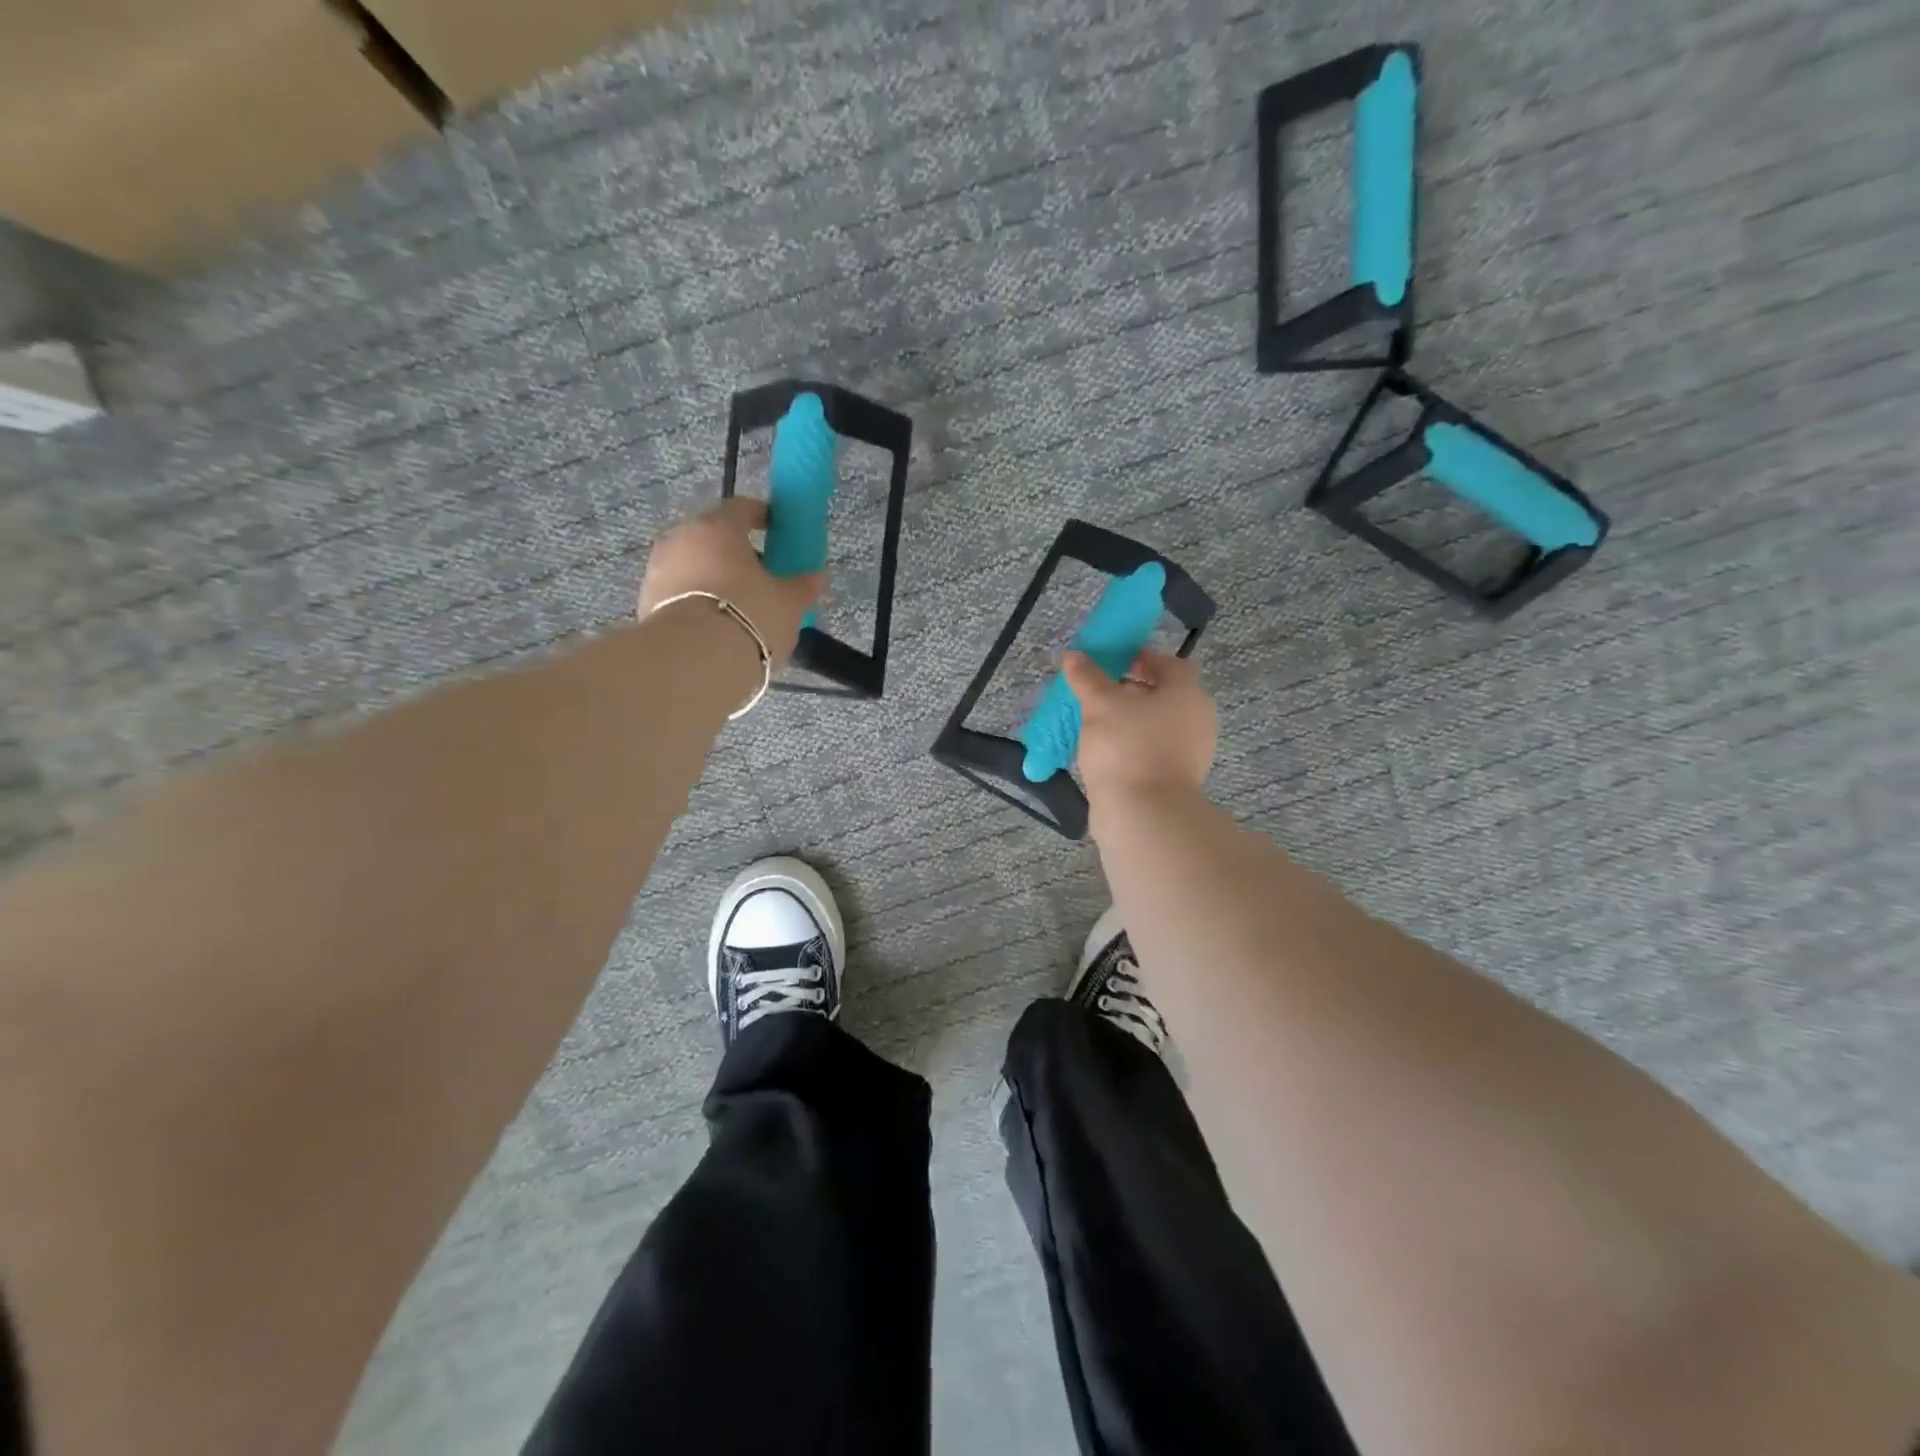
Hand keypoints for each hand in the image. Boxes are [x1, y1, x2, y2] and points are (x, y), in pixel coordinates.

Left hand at [637, 498, 825, 668]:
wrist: (693, 662)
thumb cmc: (749, 617)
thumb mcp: (788, 604)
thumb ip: (802, 586)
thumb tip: (817, 576)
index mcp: (718, 528)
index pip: (742, 508)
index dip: (763, 516)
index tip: (778, 530)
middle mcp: (682, 539)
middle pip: (713, 538)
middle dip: (736, 553)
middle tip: (761, 577)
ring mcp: (658, 570)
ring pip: (694, 566)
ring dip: (714, 579)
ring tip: (739, 608)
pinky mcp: (645, 603)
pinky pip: (680, 594)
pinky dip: (697, 602)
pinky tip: (716, 626)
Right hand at [1064, 648, 1217, 803]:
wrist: (1144, 814)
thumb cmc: (1127, 746)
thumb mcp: (1100, 705)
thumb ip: (1087, 678)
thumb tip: (1073, 655)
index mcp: (1187, 693)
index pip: (1168, 663)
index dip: (1140, 658)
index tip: (1111, 662)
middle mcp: (1197, 719)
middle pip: (1164, 694)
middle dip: (1132, 690)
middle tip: (1099, 692)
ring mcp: (1190, 752)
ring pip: (1157, 725)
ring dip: (1130, 720)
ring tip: (1096, 723)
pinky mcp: (1176, 779)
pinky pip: (1153, 751)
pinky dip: (1132, 746)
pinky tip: (1105, 752)